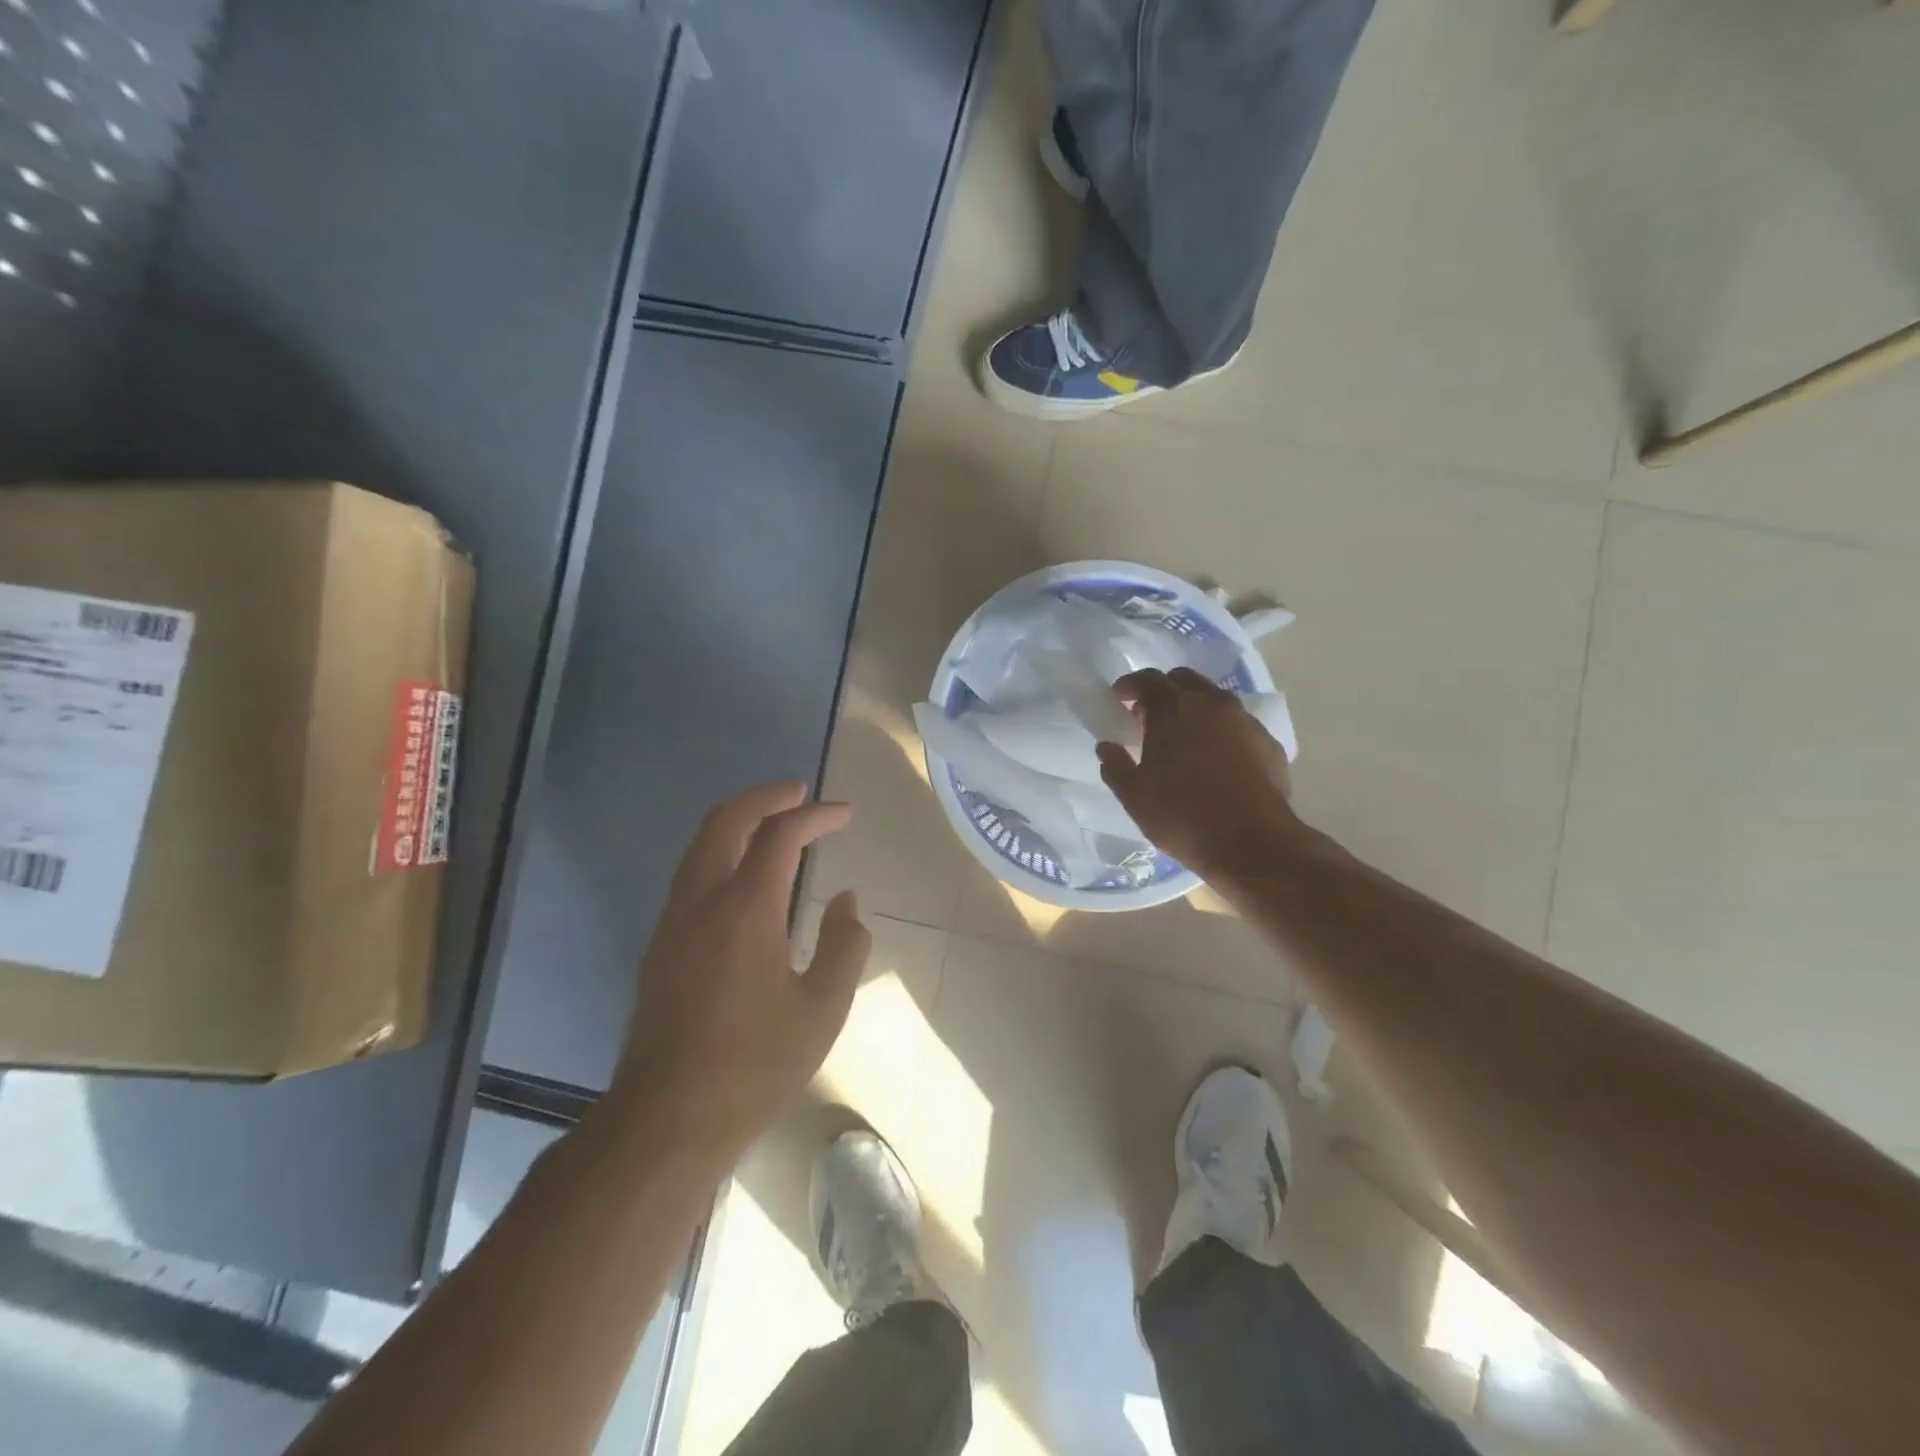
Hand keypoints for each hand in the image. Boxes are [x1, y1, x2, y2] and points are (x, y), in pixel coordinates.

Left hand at [607, 782, 871, 1165]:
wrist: (666, 1121)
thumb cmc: (754, 1066)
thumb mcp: (822, 1009)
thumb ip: (844, 945)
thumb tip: (845, 900)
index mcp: (745, 910)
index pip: (781, 835)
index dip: (815, 815)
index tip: (844, 813)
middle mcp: (702, 901)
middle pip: (727, 820)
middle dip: (767, 797)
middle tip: (801, 793)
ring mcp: (673, 921)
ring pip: (701, 843)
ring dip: (740, 820)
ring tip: (776, 822)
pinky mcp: (660, 944)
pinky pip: (692, 872)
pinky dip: (722, 849)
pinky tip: (746, 874)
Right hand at [1096, 668, 1299, 880]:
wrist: (1252, 843)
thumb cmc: (1182, 816)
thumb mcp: (1134, 796)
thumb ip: (1115, 766)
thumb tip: (1107, 747)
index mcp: (1173, 709)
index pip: (1148, 679)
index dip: (1130, 685)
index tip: (1120, 698)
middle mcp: (1211, 704)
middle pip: (1184, 680)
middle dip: (1164, 691)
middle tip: (1149, 717)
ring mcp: (1245, 721)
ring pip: (1215, 700)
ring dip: (1194, 708)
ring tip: (1183, 738)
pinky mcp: (1268, 743)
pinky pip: (1237, 725)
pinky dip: (1221, 731)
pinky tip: (1215, 758)